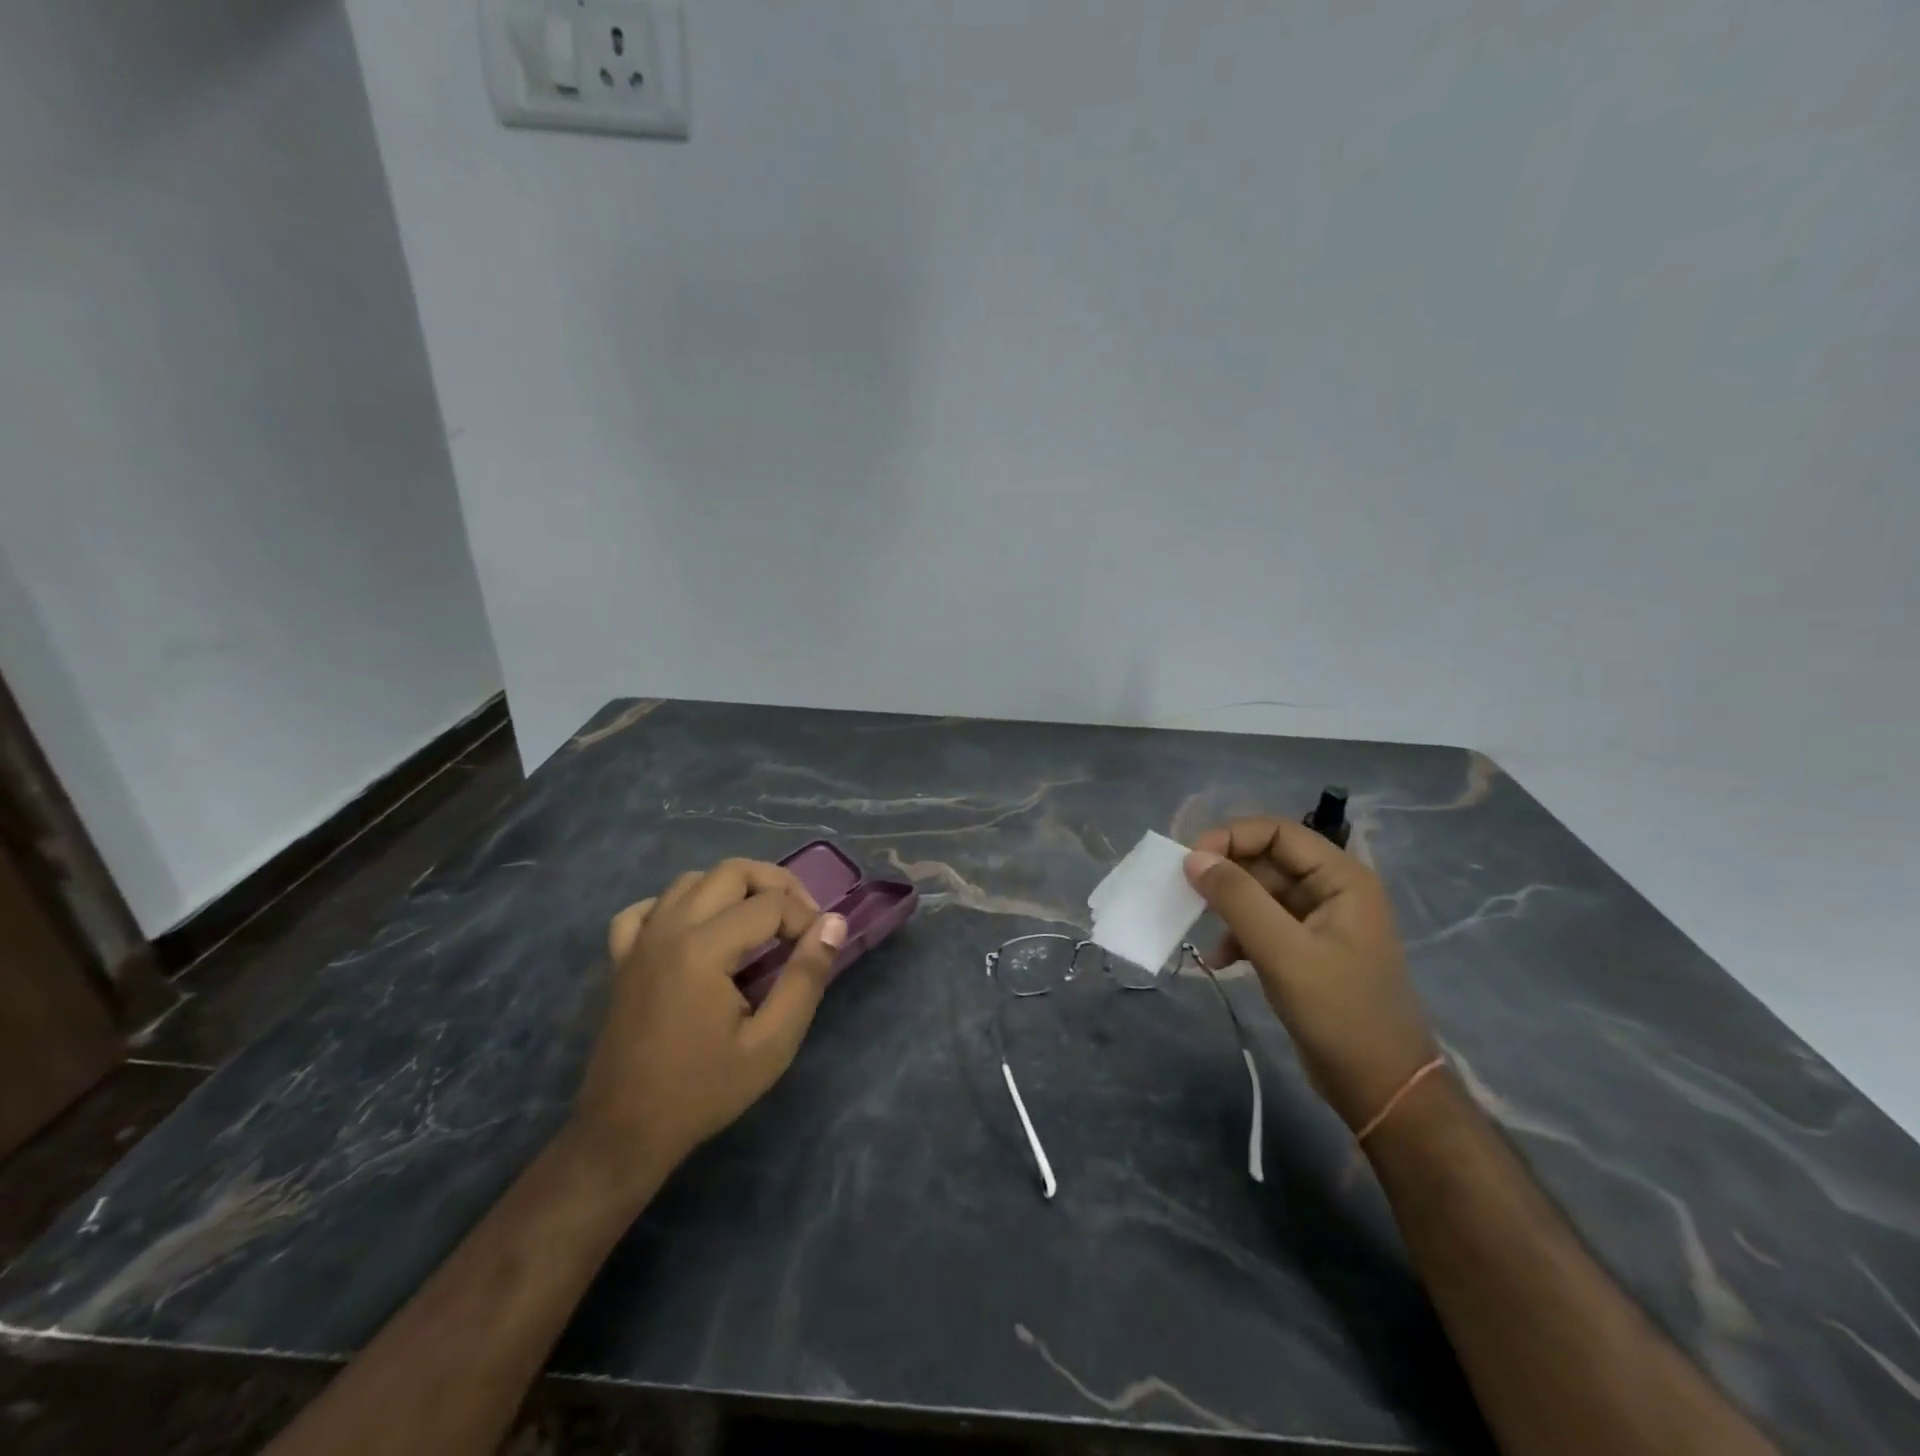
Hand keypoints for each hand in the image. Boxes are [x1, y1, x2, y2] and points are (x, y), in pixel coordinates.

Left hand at [572, 859, 846, 1184]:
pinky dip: (678, 905)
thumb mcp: (772, 1043)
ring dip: (732, 888)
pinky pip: (648, 908)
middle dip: (776, 884)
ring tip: (760, 920)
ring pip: (692, 880)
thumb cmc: (704, 1091)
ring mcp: (640, 940)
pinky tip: (696, 928)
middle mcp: (669, 928)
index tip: (821, 946)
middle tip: (801, 917)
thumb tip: (833, 924)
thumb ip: (806, 978)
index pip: (771, 904)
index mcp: (704, 948)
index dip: (806, 917)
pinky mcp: (621, 958)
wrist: (624, 1133)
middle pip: (732, 871)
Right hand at [1185, 819, 1436, 1133]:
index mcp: (1341, 878)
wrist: (1380, 1087)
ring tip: (1201, 928)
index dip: (1232, 837)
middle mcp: (1332, 890)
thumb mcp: (1283, 951)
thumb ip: (1237, 898)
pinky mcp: (1305, 950)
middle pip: (1267, 860)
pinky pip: (1262, 924)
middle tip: (1186, 892)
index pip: (1278, 832)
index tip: (1192, 861)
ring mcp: (1319, 922)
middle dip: (1225, 874)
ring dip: (1227, 906)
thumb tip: (1193, 857)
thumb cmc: (1339, 1011)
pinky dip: (1237, 935)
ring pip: (1260, 892)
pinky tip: (1220, 959)